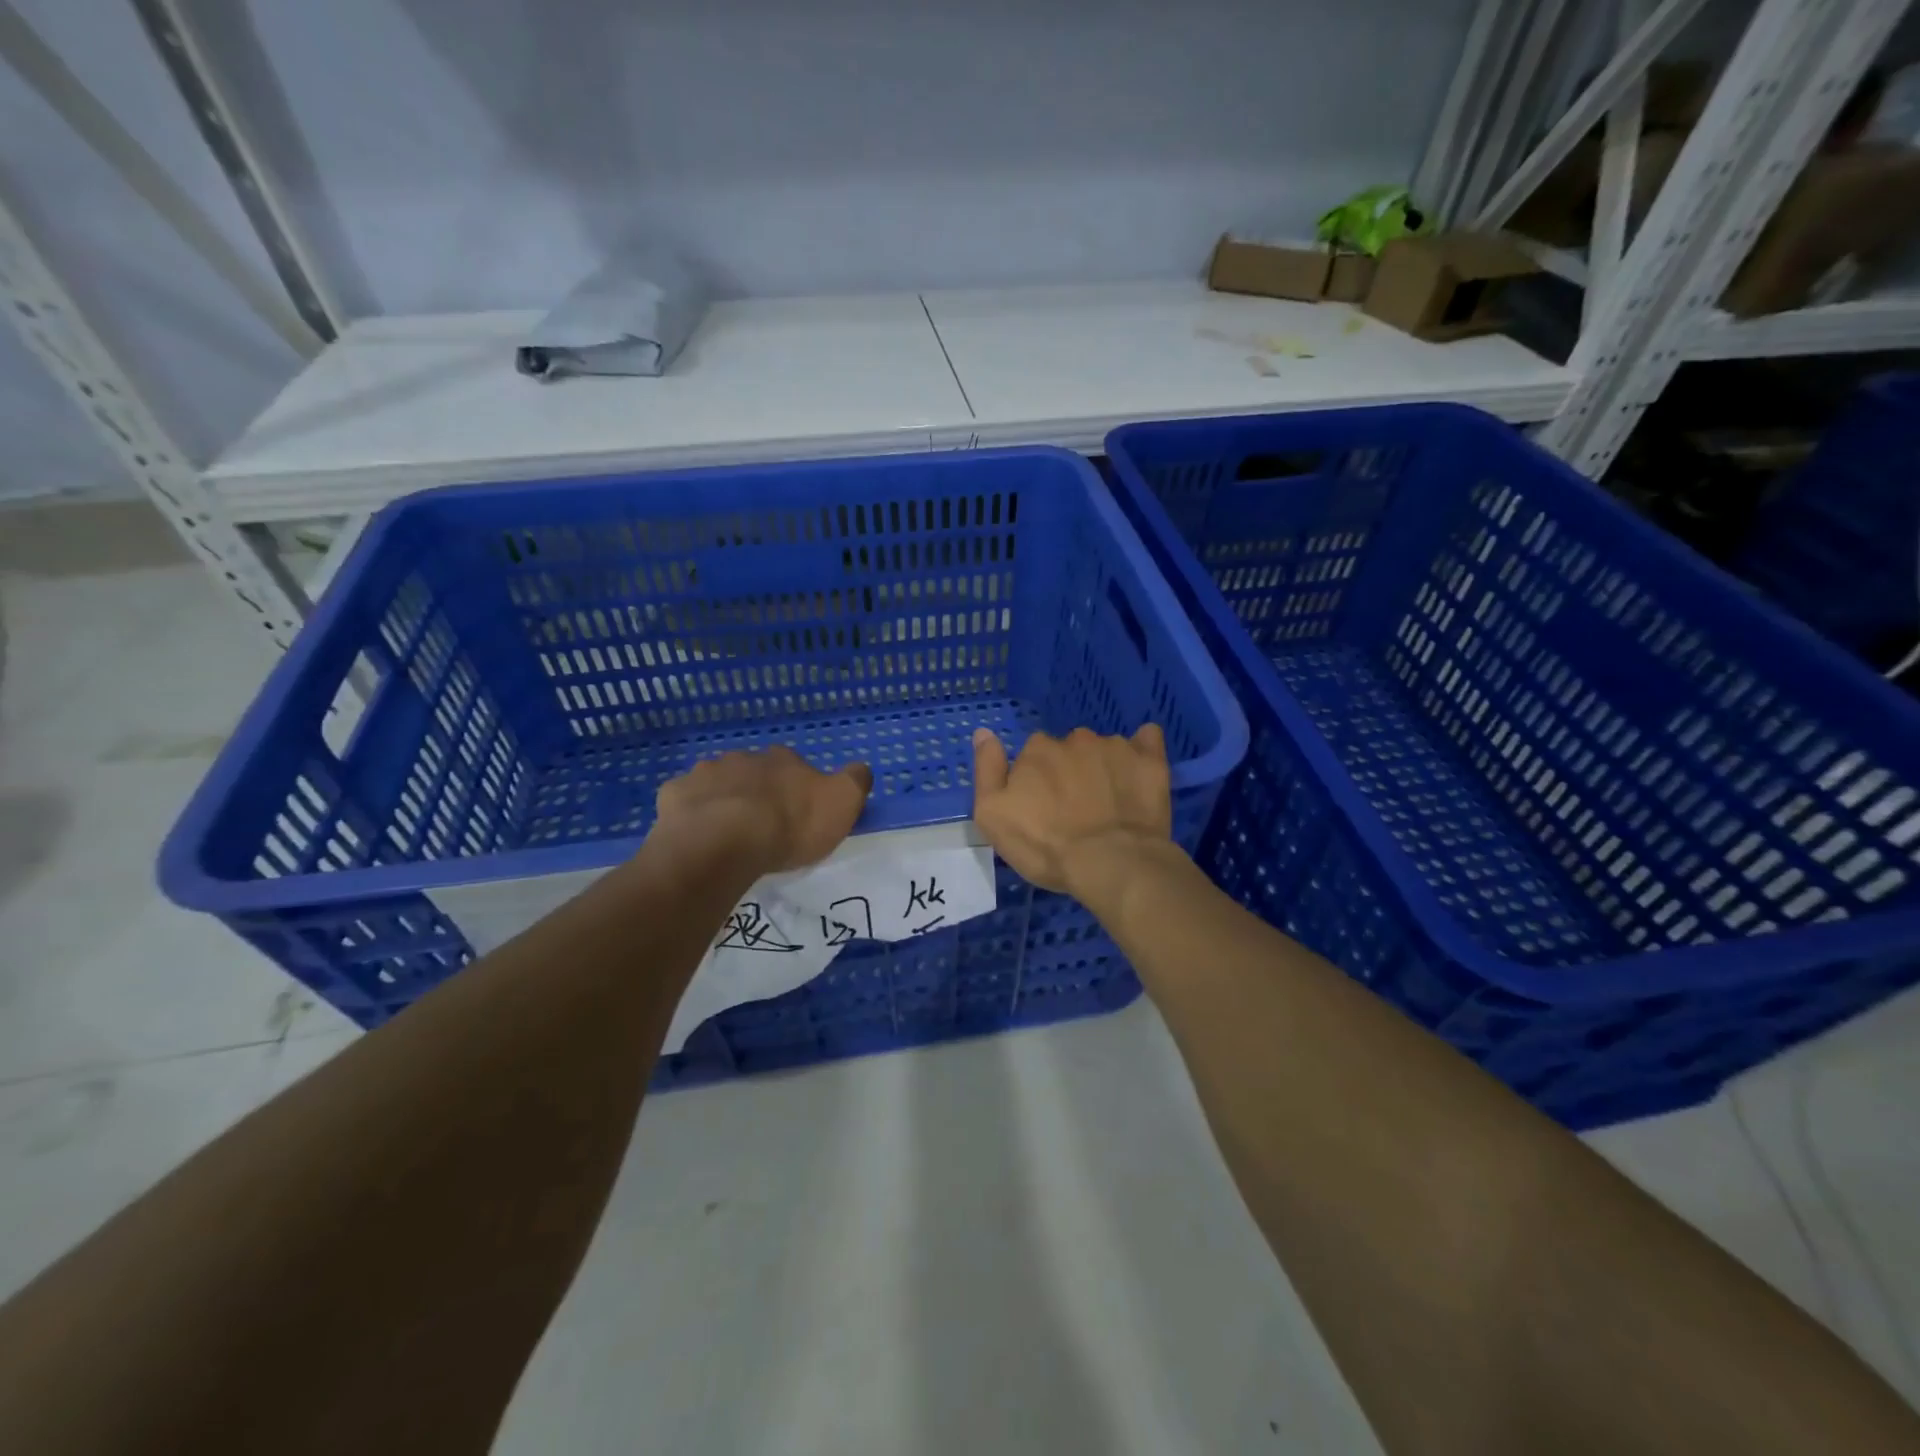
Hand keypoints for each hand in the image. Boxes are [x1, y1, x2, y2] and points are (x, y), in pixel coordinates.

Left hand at [654, 747, 871, 875]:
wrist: (723, 842)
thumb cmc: (789, 825)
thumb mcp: (842, 804)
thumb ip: (855, 782)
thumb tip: (860, 768)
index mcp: (784, 760)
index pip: (795, 765)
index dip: (797, 787)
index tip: (797, 813)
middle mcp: (744, 757)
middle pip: (754, 771)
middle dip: (757, 791)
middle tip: (761, 824)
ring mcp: (705, 773)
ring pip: (717, 782)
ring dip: (723, 799)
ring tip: (726, 832)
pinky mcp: (674, 795)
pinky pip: (685, 801)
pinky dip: (690, 813)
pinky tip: (695, 835)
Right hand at [971, 725, 1174, 898]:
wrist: (1112, 862)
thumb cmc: (1046, 845)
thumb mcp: (992, 816)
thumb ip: (986, 770)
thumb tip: (983, 733)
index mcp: (1037, 750)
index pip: (1033, 756)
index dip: (1036, 781)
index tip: (1042, 809)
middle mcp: (1075, 739)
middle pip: (1068, 750)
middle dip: (1070, 772)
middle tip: (1075, 810)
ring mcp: (1115, 747)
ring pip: (1103, 749)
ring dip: (1102, 767)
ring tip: (1108, 804)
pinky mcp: (1150, 760)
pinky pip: (1146, 739)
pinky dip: (1142, 749)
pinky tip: (1139, 770)